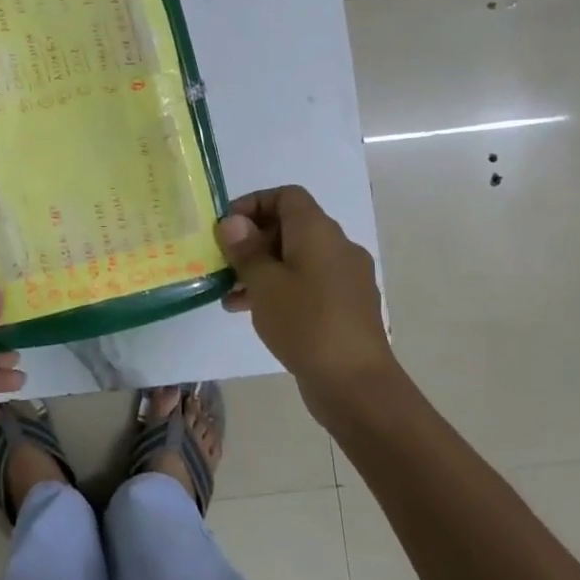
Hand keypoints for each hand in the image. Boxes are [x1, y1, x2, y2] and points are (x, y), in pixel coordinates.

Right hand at [216, 186, 398, 422]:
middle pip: (291, 227)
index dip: (254, 203)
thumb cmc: (305, 323)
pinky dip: (281, 289)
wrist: (355, 383)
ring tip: (230, 294)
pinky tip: (254, 313)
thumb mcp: (264, 283)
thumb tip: (233, 222)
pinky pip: (308, 283)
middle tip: (224, 263)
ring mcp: (346, 278)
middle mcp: (338, 246)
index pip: (287, 196)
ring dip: (263, 269)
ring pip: (297, 259)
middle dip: (253, 241)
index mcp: (318, 232)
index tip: (227, 228)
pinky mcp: (346, 306)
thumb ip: (246, 249)